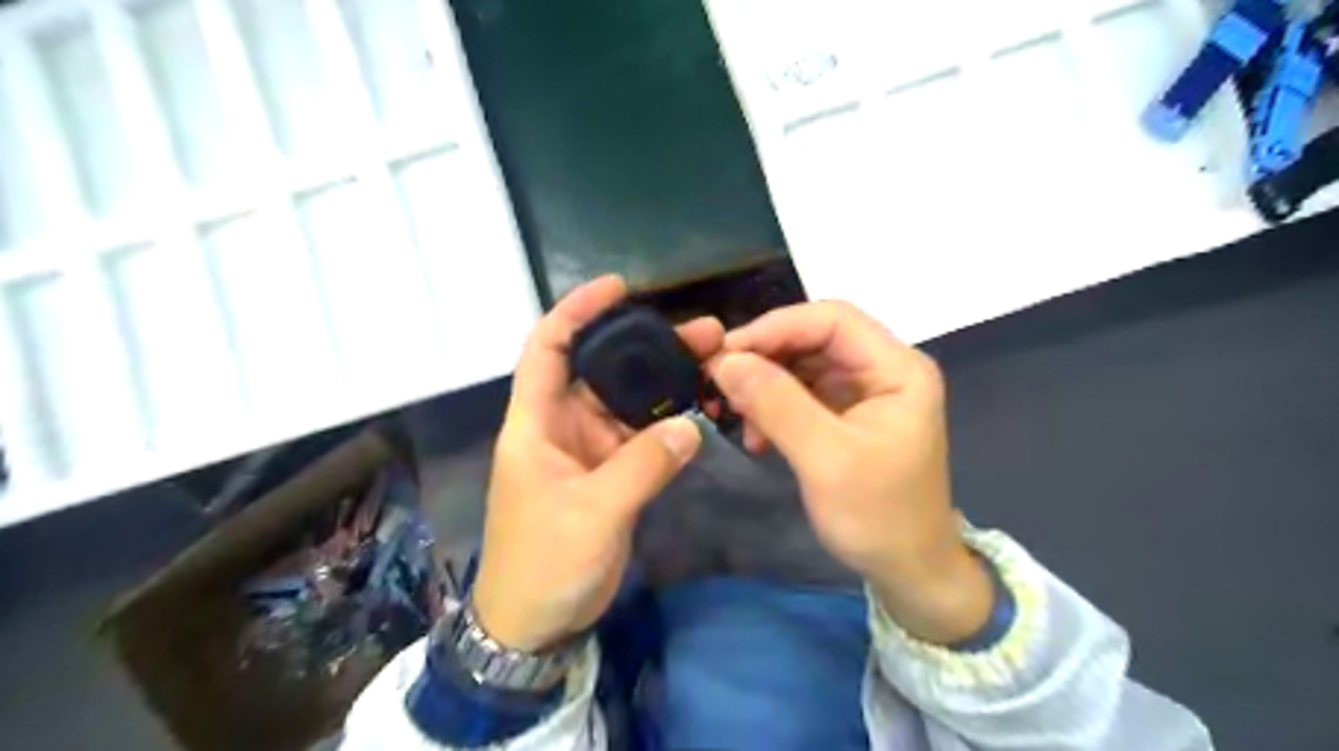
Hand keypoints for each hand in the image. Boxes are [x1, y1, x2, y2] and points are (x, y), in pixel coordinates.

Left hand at [470, 274, 722, 656]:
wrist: (534, 624)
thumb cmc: (543, 564)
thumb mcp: (592, 513)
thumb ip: (642, 466)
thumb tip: (689, 426)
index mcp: (535, 424)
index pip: (548, 348)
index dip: (576, 311)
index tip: (618, 287)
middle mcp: (561, 427)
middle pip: (602, 370)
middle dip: (646, 345)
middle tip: (702, 333)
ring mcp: (588, 451)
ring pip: (627, 403)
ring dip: (663, 383)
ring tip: (712, 362)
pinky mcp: (609, 475)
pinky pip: (641, 437)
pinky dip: (667, 423)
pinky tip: (699, 408)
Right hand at [717, 303, 985, 641]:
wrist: (908, 571)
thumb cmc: (879, 516)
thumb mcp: (826, 460)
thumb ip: (777, 404)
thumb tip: (725, 361)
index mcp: (897, 368)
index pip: (832, 319)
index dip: (776, 327)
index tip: (727, 352)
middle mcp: (883, 369)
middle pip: (814, 338)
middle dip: (765, 357)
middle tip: (721, 382)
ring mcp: (864, 392)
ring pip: (802, 365)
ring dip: (764, 384)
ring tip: (735, 415)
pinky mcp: (845, 415)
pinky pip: (801, 393)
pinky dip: (772, 406)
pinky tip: (756, 436)